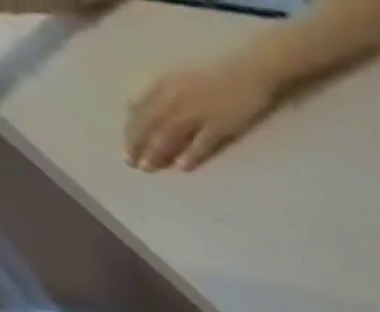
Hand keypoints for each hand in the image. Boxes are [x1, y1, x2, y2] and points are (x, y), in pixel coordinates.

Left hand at [125, 59, 279, 171]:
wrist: (252, 73)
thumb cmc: (222, 79)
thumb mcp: (187, 83)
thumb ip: (170, 96)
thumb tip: (150, 111)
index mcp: (166, 86)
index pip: (140, 110)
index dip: (131, 130)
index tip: (127, 150)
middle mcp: (176, 98)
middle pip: (151, 123)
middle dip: (139, 143)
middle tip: (133, 165)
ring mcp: (200, 112)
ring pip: (171, 133)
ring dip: (159, 151)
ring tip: (151, 168)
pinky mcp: (223, 124)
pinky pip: (203, 141)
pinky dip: (192, 153)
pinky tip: (183, 166)